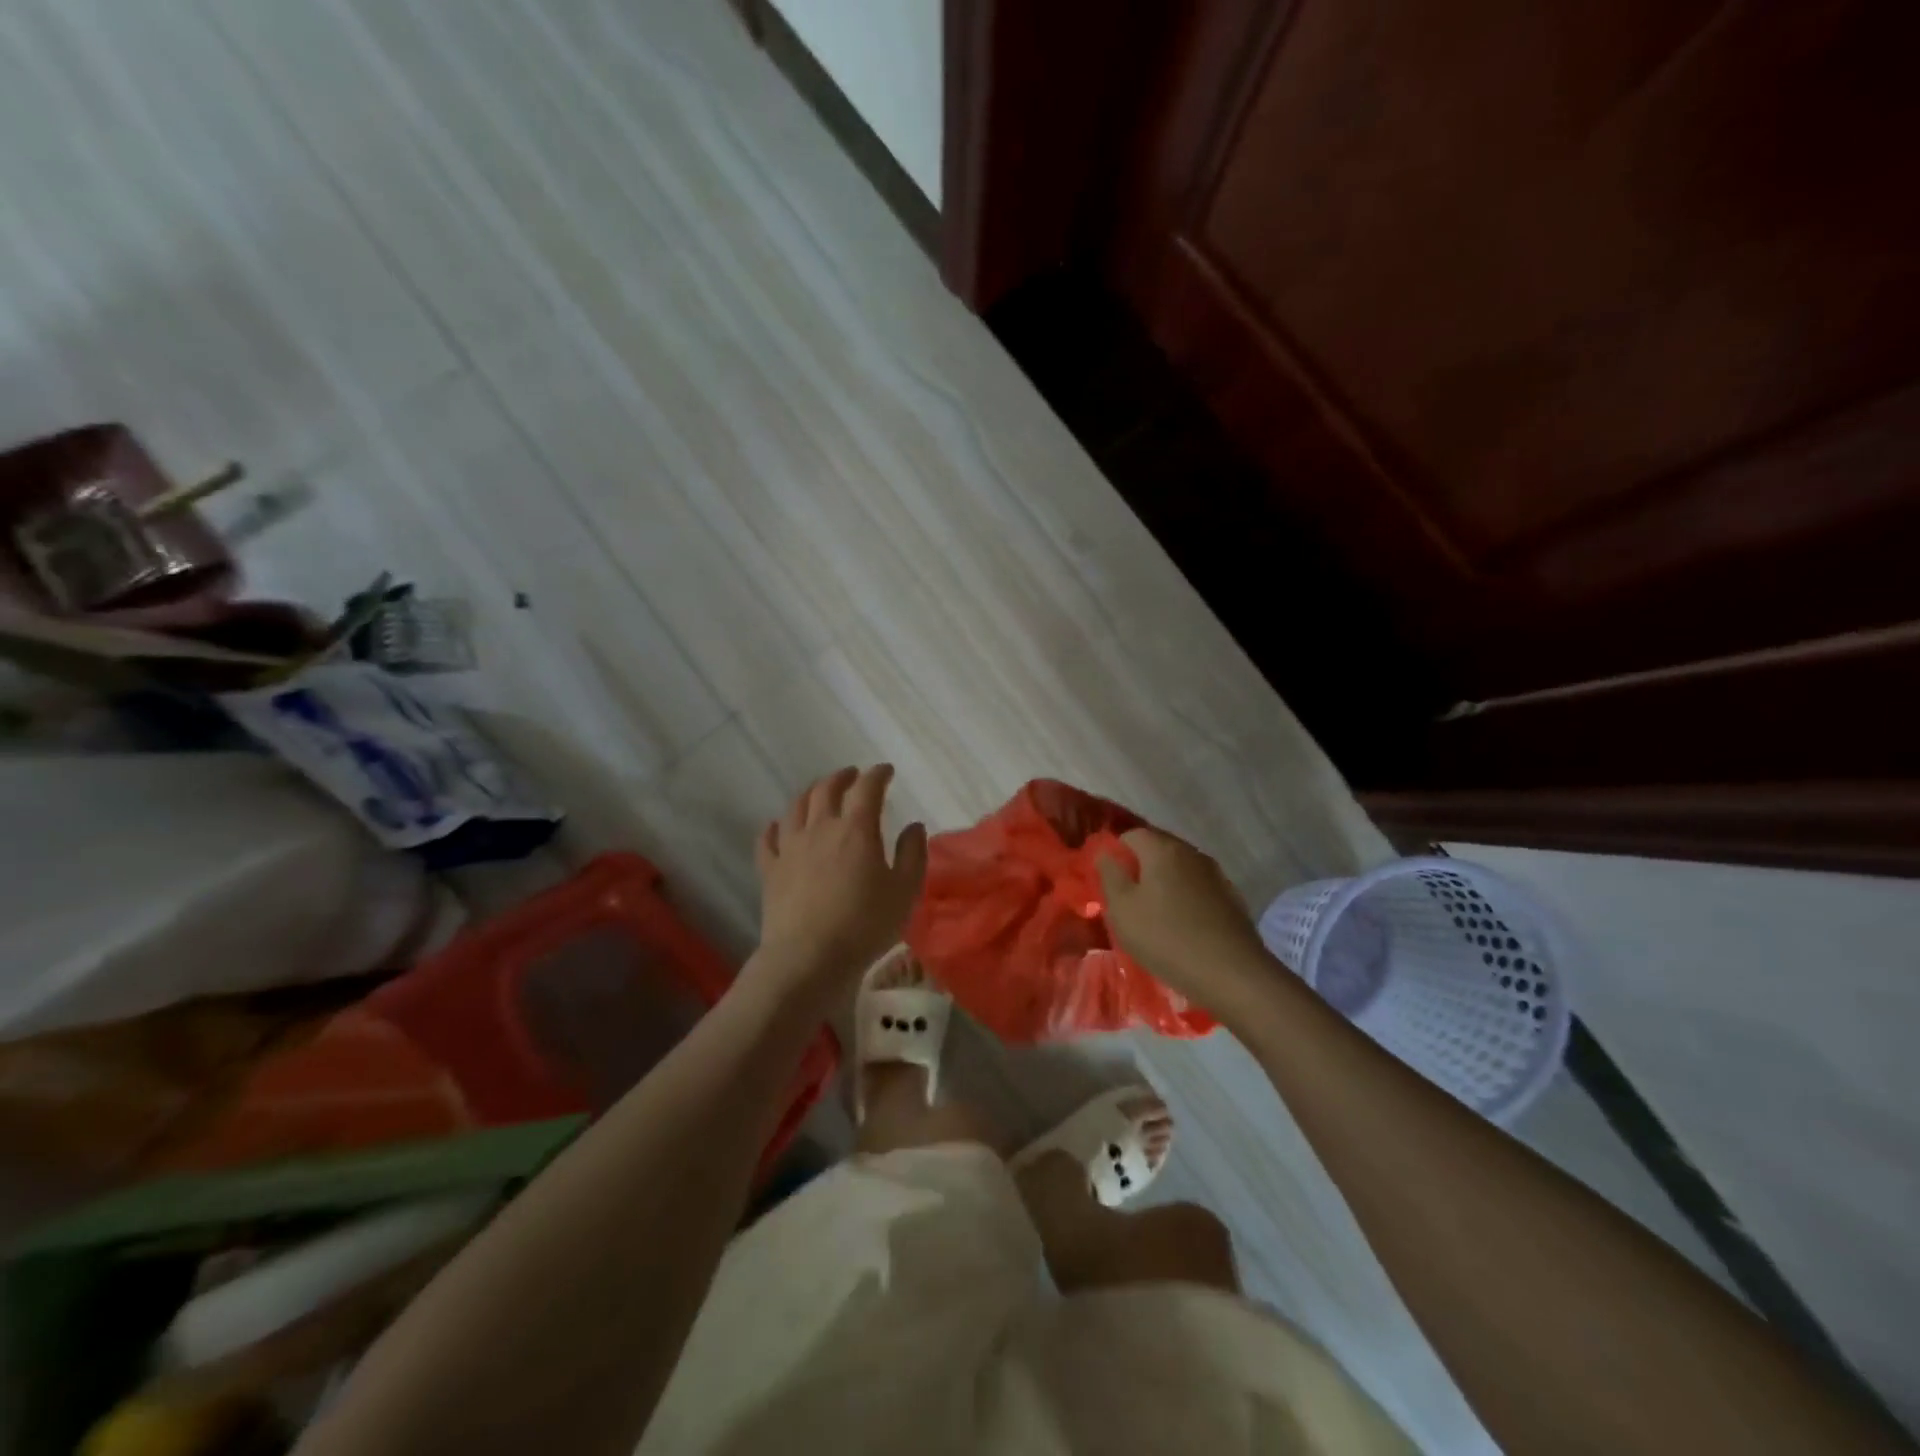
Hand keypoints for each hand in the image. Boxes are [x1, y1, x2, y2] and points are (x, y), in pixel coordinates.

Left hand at [751, 765, 927, 997]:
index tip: (886, 771)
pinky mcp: (770, 870)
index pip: (867, 788)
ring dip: (810, 793)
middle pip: (827, 789)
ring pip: (796, 807)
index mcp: (856, 829)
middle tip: (853, 776)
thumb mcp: (904, 891)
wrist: (808, 958)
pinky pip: (768, 839)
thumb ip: (912, 854)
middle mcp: (820, 828)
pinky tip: (778, 826)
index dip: (877, 775)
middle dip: (842, 777)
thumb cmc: (864, 925)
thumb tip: (913, 826)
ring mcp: (790, 847)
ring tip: (818, 793)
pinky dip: (775, 827)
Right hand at [1097, 827, 1273, 1010]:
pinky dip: (1184, 898)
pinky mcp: (1231, 898)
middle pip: (1157, 848)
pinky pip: (1197, 888)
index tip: (1108, 882)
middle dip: (1139, 868)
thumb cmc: (1166, 938)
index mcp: (1162, 849)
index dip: (1115, 854)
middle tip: (1127, 899)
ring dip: (1163, 884)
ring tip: (1152, 914)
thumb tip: (1105, 853)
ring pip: (1179, 869)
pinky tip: (1181, 925)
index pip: (1130, 834)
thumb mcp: (1122, 909)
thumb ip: (1110, 875)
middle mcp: (1191, 853)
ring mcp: (1215, 874)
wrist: (1232, 974)